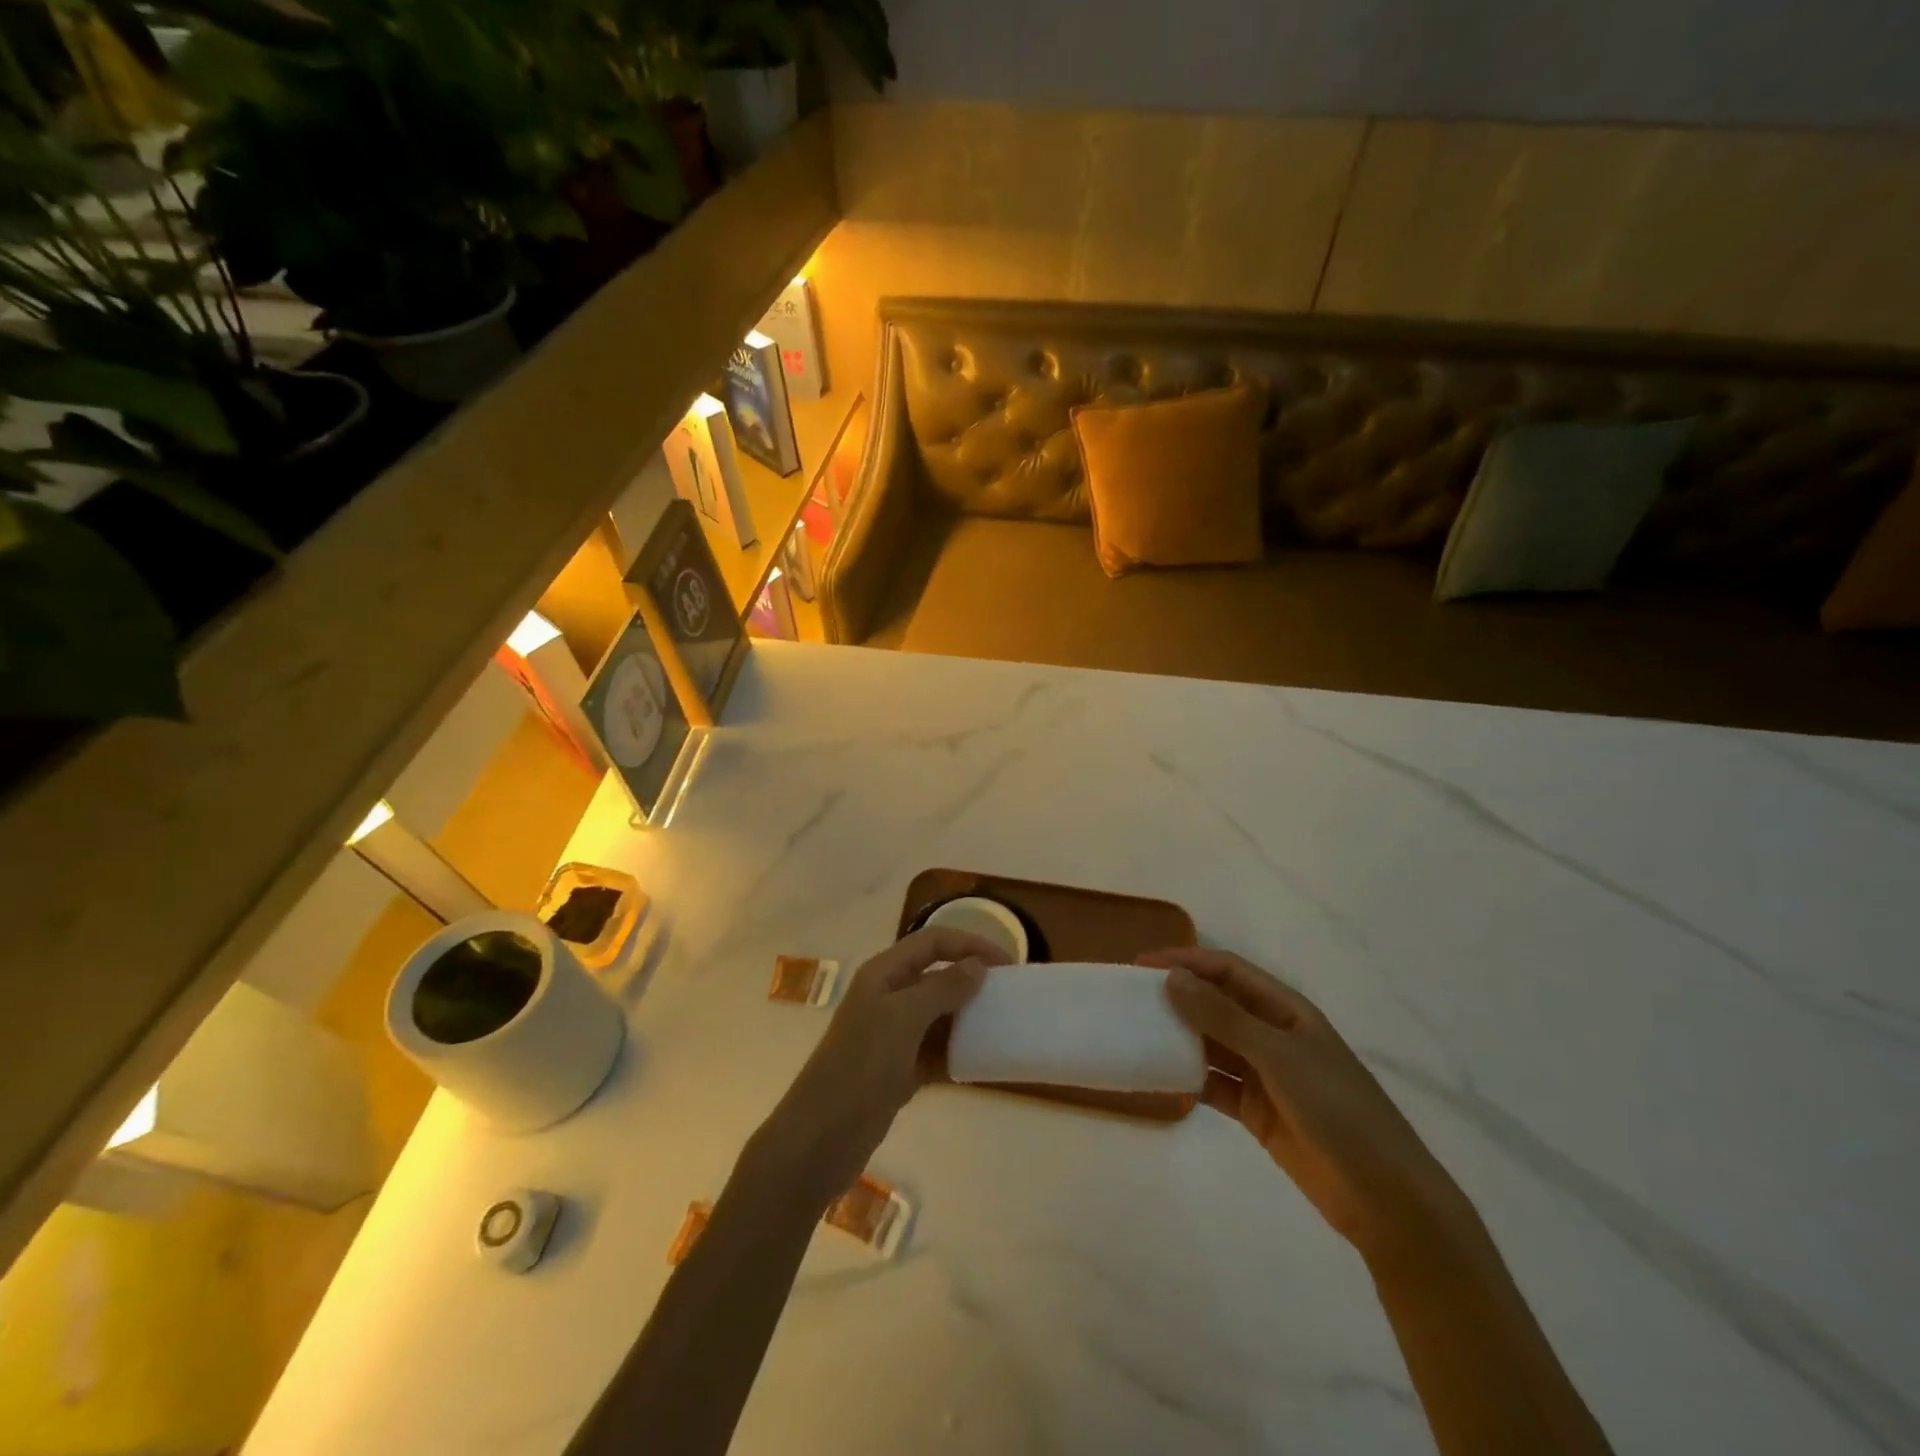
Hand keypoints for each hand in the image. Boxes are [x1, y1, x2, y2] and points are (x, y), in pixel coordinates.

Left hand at [764, 927, 1008, 1204]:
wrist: (820, 1139)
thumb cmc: (860, 1067)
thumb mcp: (903, 1019)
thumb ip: (942, 989)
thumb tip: (977, 966)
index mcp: (883, 974)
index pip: (932, 942)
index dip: (969, 944)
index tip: (1008, 963)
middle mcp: (887, 997)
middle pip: (937, 975)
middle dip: (972, 979)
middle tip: (1011, 995)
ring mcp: (892, 1036)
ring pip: (939, 1014)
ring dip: (968, 1017)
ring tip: (1003, 1026)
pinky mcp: (898, 1070)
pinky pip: (936, 1050)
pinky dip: (958, 1052)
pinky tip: (982, 1060)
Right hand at [1145, 946, 1475, 1263]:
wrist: (1384, 1197)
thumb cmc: (1337, 1110)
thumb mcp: (1279, 1056)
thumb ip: (1223, 1018)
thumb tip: (1171, 979)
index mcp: (1285, 1009)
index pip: (1227, 971)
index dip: (1186, 962)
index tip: (1140, 966)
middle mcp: (1272, 1034)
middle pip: (1216, 1004)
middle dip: (1176, 996)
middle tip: (1129, 999)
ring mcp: (1264, 1074)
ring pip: (1211, 1043)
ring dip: (1179, 1036)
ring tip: (1136, 1032)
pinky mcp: (1256, 1110)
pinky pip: (1213, 1083)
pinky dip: (1188, 1078)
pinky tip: (1160, 1076)